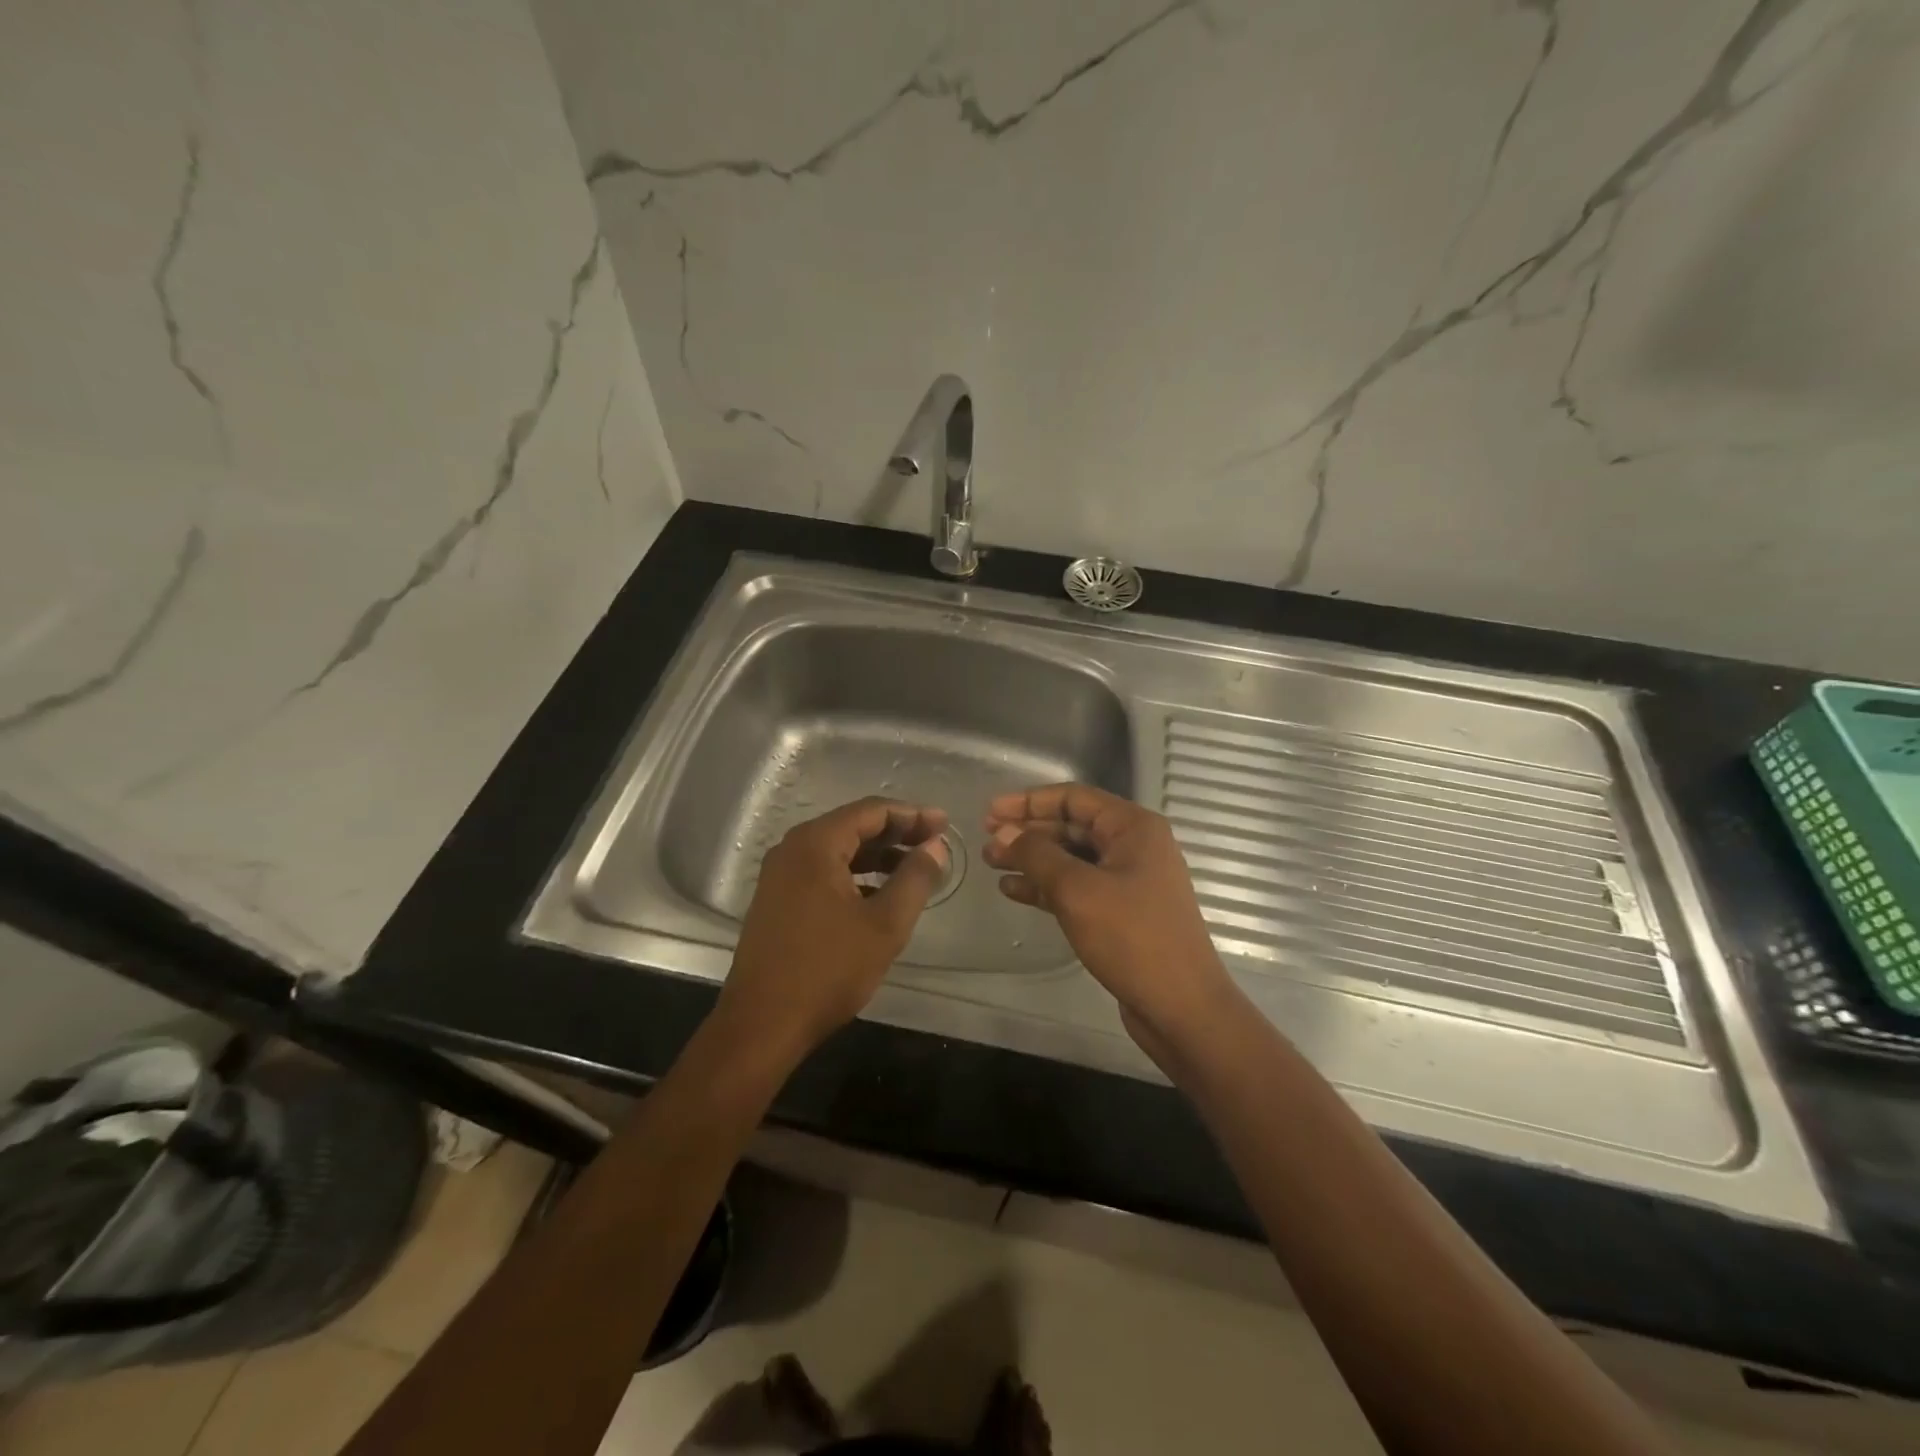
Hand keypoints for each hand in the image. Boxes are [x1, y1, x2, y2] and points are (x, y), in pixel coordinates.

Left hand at [717, 797, 949, 1059]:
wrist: (762, 1024)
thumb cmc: (828, 969)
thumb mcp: (885, 924)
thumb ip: (915, 878)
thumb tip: (935, 846)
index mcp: (815, 844)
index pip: (871, 811)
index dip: (912, 815)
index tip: (945, 824)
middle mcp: (793, 849)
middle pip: (853, 826)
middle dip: (896, 833)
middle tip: (935, 843)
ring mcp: (780, 875)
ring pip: (838, 850)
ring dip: (877, 855)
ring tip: (915, 868)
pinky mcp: (777, 899)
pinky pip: (823, 871)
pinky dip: (855, 875)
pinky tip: (879, 893)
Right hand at [983, 784, 1239, 1057]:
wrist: (1181, 1006)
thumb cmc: (1132, 938)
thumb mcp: (1077, 890)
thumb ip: (1037, 855)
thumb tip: (1004, 833)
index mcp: (1133, 827)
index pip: (1073, 798)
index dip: (1028, 801)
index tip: (990, 812)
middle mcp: (1134, 846)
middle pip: (1071, 826)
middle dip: (1027, 832)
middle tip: (986, 841)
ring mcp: (1129, 880)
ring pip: (1071, 858)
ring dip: (1032, 859)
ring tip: (991, 863)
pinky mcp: (1121, 911)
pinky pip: (1077, 887)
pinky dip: (1046, 886)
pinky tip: (1014, 890)